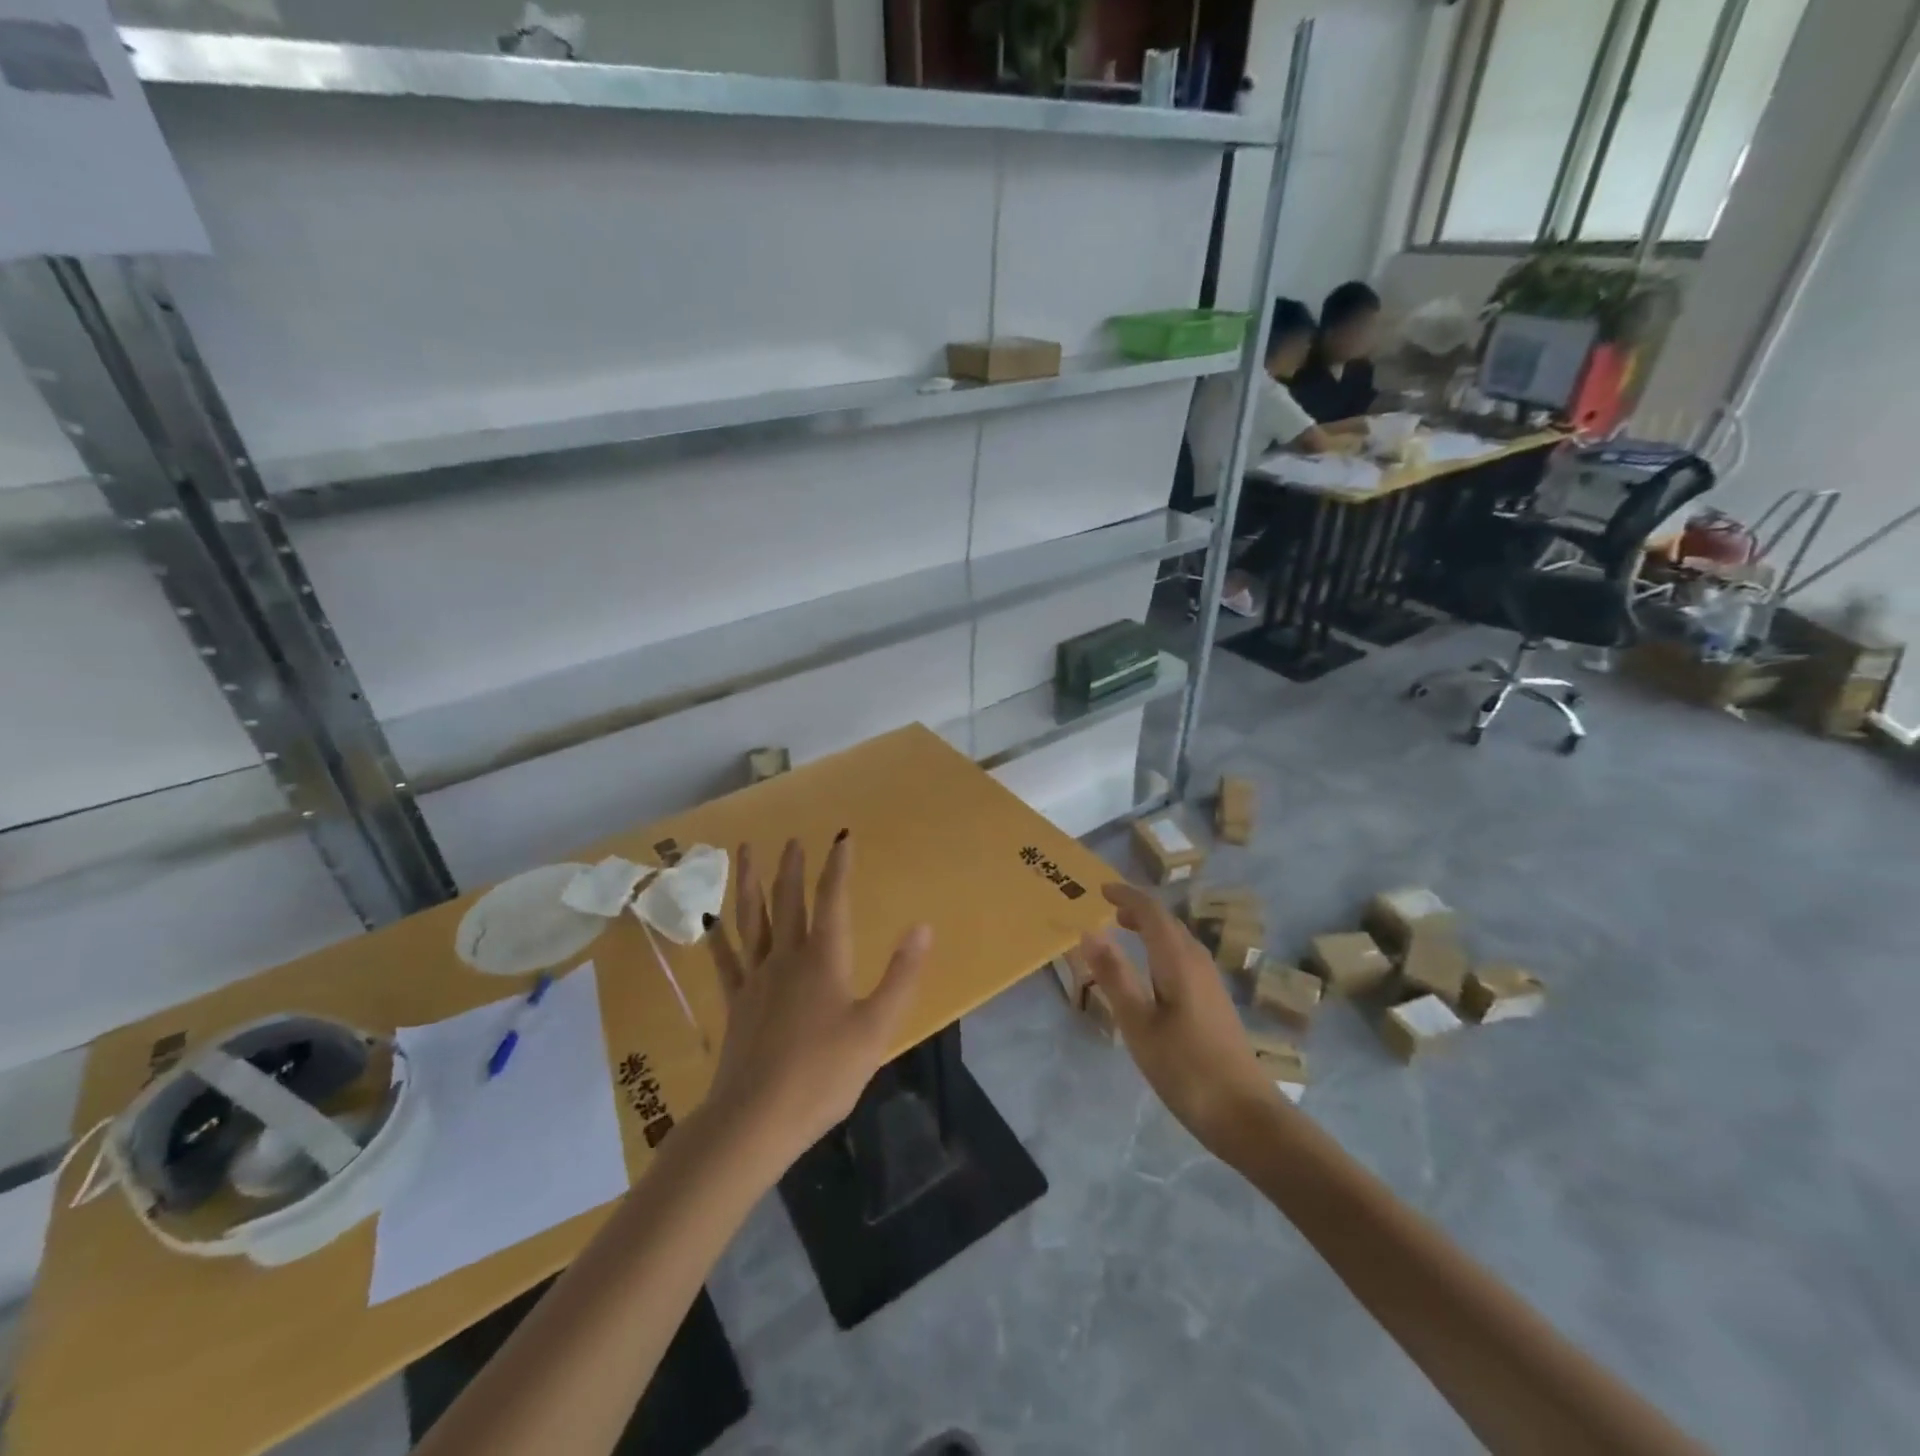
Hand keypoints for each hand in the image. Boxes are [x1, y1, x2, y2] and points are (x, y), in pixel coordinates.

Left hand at [703, 834, 930, 1172]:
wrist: (756, 1120)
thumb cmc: (824, 1075)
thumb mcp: (876, 1028)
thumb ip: (901, 976)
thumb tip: (923, 927)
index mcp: (823, 960)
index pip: (833, 900)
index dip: (838, 866)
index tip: (842, 836)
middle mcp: (786, 957)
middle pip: (787, 901)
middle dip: (792, 867)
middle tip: (792, 839)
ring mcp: (755, 979)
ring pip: (750, 919)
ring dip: (749, 882)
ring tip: (744, 852)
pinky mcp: (736, 1003)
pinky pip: (725, 959)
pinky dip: (719, 936)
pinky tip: (711, 920)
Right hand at [1068, 882, 1287, 1166]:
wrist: (1245, 1115)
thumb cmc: (1185, 1067)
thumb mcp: (1138, 1023)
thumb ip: (1114, 975)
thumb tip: (1089, 931)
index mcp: (1178, 960)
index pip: (1152, 912)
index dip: (1126, 896)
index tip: (1100, 890)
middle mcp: (1198, 962)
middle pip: (1168, 922)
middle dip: (1138, 910)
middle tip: (1108, 911)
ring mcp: (1211, 984)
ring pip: (1178, 941)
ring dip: (1151, 929)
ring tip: (1124, 933)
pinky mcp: (1215, 1003)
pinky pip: (1184, 959)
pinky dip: (1161, 950)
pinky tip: (1151, 974)